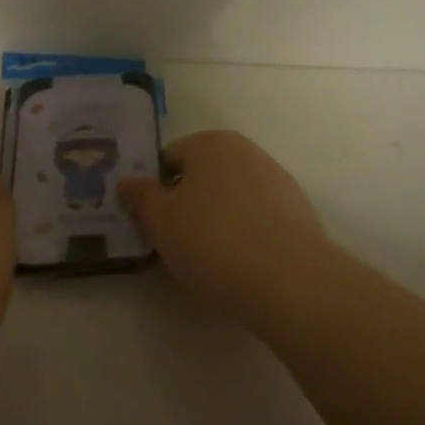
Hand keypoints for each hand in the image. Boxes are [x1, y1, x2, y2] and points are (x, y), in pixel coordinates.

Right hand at [118, 130, 342, 335]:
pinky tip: (240, 267)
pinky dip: (244, 236)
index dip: (153, 191)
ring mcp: (277, 181)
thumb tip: (127, 181)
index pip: (168, 159)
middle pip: (201, 177)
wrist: (291, 281)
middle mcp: (246, 151)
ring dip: (215, 222)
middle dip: (185, 206)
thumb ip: (140, 197)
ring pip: (230, 199)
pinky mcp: (298, 213)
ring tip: (207, 263)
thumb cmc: (214, 242)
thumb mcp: (161, 222)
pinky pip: (256, 220)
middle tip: (173, 245)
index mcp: (211, 143)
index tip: (149, 225)